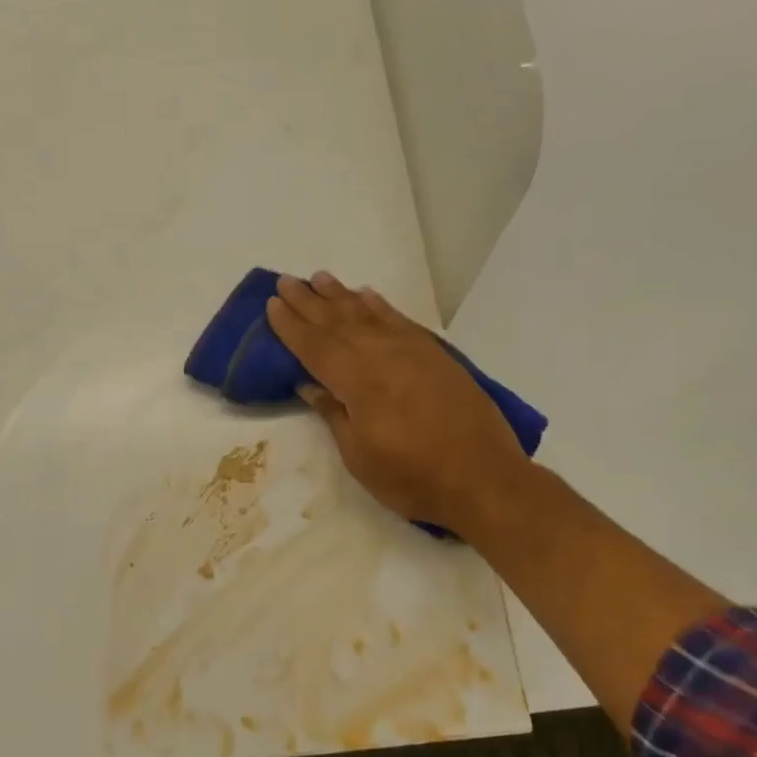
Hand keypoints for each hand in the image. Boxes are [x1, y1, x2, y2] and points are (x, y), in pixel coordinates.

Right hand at [265, 273, 531, 534]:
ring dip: (340, 295)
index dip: (291, 326)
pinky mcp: (435, 354)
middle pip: (337, 322)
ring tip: (319, 278)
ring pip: (367, 314)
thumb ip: (334, 414)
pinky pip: (400, 320)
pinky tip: (366, 296)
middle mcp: (383, 356)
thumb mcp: (360, 457)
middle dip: (308, 302)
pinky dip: (379, 306)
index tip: (271, 304)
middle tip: (286, 281)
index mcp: (359, 383)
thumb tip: (309, 384)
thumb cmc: (413, 478)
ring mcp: (412, 351)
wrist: (484, 479)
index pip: (315, 347)